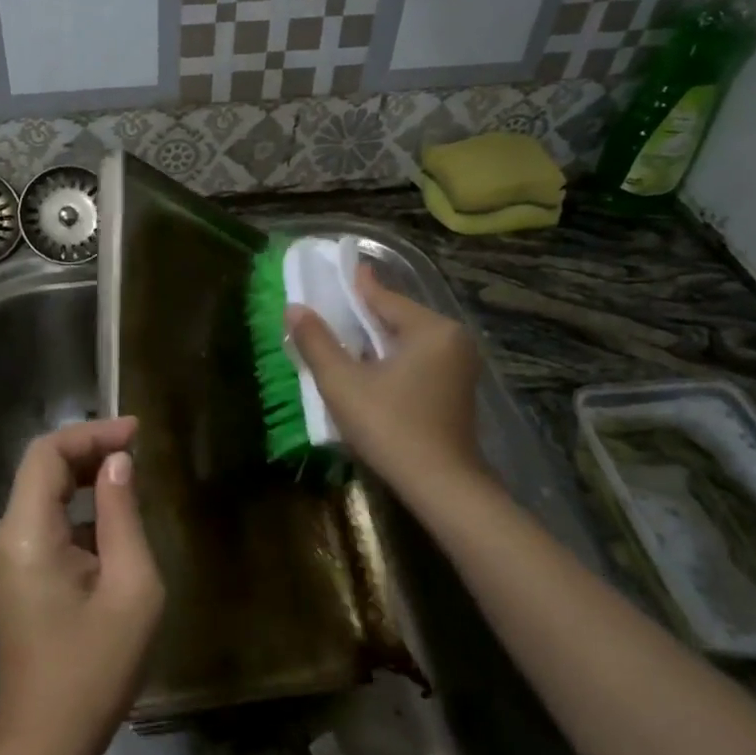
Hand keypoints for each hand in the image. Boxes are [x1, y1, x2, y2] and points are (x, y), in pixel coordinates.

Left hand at [0, 417, 164, 754]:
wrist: (44, 743)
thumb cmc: (94, 669)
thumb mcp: (130, 587)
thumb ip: (123, 515)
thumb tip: (119, 463)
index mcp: (25, 533)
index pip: (47, 453)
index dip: (92, 433)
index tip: (137, 432)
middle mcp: (4, 535)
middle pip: (42, 469)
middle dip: (90, 451)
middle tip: (139, 449)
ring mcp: (4, 557)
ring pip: (43, 494)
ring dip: (85, 478)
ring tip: (133, 477)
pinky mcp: (13, 575)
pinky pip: (44, 522)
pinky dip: (78, 509)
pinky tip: (114, 521)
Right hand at [286, 266, 486, 501]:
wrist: (441, 485)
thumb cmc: (390, 427)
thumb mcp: (343, 383)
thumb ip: (317, 343)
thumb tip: (294, 308)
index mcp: (431, 330)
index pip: (385, 298)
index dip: (357, 286)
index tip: (342, 269)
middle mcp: (453, 340)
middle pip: (399, 318)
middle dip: (365, 316)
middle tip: (334, 309)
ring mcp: (460, 367)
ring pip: (410, 341)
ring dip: (378, 340)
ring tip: (346, 338)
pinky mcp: (458, 390)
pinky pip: (420, 361)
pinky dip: (394, 359)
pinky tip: (372, 368)